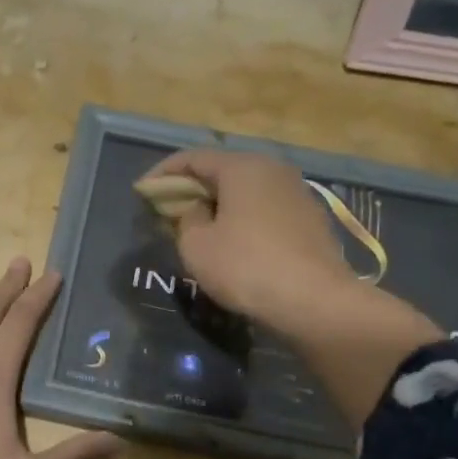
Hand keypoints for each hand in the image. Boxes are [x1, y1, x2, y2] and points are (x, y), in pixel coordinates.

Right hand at [140, 150, 442, 421]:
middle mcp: (272, 169)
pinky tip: (234, 243)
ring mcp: (297, 193)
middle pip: (222, 171)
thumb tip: (196, 209)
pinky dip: (243, 219)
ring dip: (219, 205)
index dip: (163, 174)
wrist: (315, 301)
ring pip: (246, 191)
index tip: (142, 192)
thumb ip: (186, 218)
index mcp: (242, 167)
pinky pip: (265, 210)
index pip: (193, 158)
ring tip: (199, 228)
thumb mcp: (196, 245)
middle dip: (192, 188)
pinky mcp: (311, 219)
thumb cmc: (245, 267)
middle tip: (168, 210)